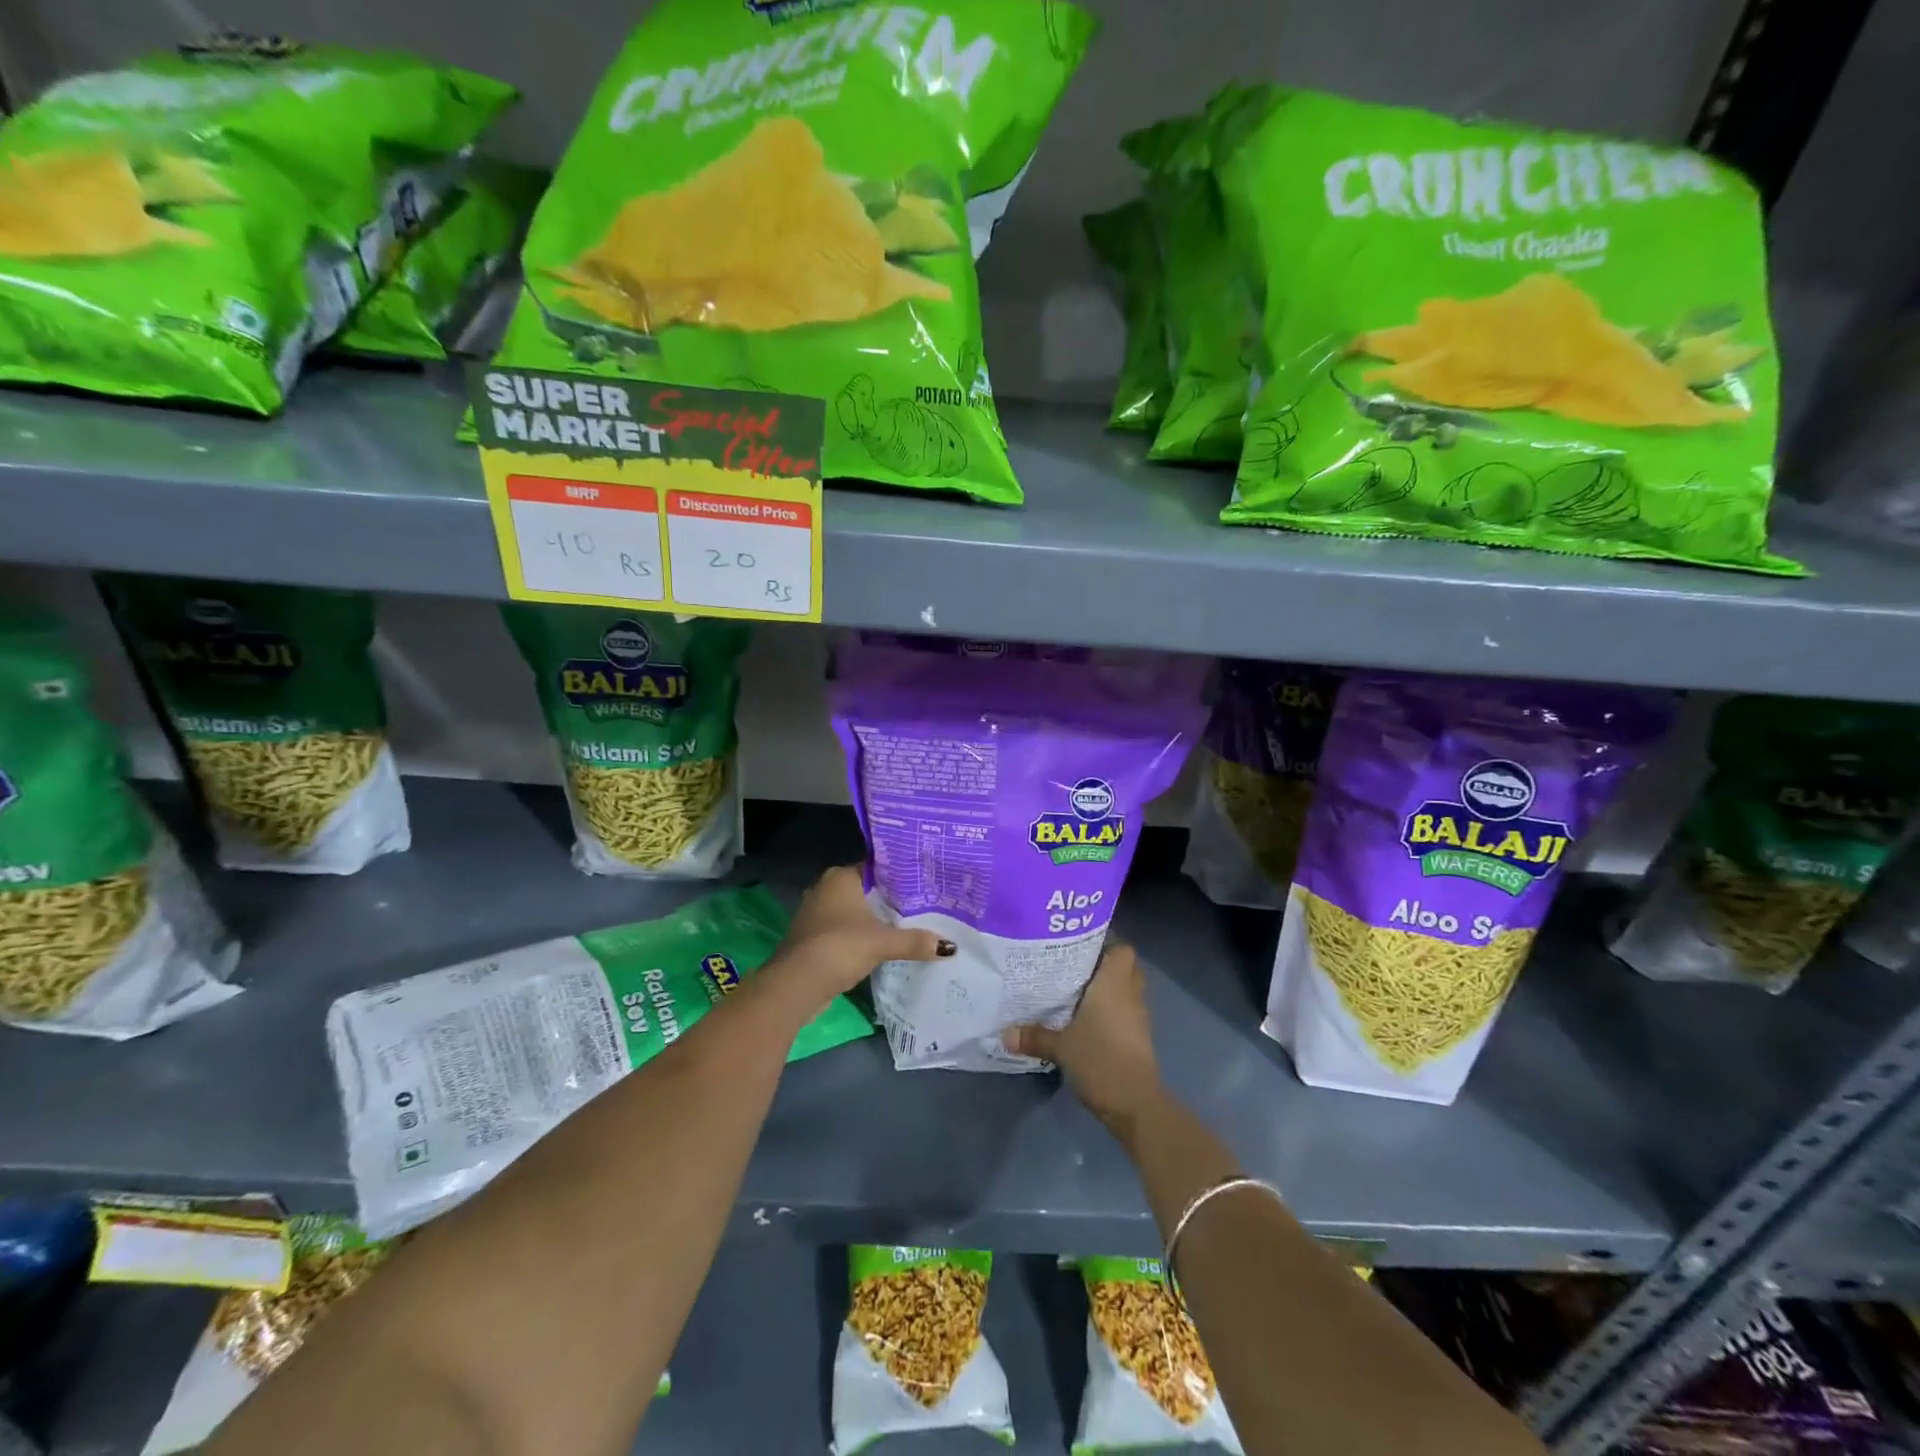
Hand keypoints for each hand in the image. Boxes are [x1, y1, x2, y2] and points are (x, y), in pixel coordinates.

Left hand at [770, 866, 953, 1009]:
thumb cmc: (839, 947)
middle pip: (866, 891)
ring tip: (907, 926)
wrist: (797, 984)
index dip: (900, 877)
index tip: (924, 885)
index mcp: (840, 877)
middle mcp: (825, 888)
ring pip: (853, 912)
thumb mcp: (882, 942)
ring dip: (873, 921)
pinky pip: (843, 930)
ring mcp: (815, 913)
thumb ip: (914, 941)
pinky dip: (859, 937)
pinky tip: (880, 946)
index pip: (876, 868)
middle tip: (922, 906)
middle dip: (889, 901)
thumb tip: (949, 947)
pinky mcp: (812, 937)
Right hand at [1002, 941, 1162, 1138]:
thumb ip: (1034, 1036)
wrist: (1135, 1103)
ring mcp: (1138, 1016)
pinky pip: (1125, 1010)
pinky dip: (1111, 1009)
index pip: (1121, 948)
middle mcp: (1130, 994)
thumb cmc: (1100, 1059)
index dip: (1105, 943)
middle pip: (1125, 966)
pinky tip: (1087, 1017)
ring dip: (1108, 988)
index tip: (1079, 944)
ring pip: (1126, 990)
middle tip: (1074, 965)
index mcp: (1114, 983)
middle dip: (1105, 964)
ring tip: (1076, 988)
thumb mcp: (1061, 1047)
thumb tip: (1004, 1033)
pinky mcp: (1138, 1037)